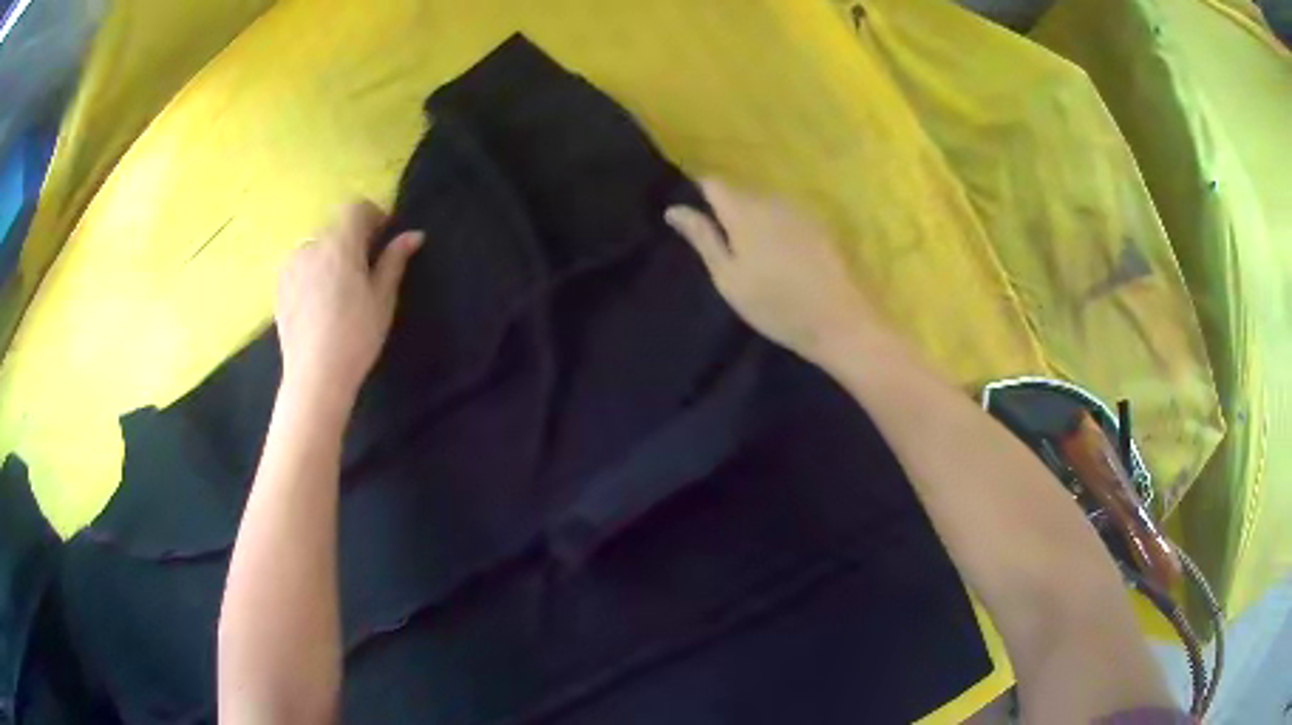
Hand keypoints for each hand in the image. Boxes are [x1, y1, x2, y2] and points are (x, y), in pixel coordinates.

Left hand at [275, 200, 423, 400]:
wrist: (315, 376)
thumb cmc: (356, 337)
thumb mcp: (383, 299)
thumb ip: (394, 260)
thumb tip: (413, 234)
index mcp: (341, 244)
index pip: (356, 208)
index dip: (373, 215)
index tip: (383, 235)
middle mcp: (312, 246)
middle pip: (336, 227)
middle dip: (352, 239)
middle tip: (365, 269)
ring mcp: (291, 265)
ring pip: (316, 247)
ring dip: (330, 256)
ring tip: (339, 290)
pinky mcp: (279, 285)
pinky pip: (300, 265)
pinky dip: (312, 272)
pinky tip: (319, 303)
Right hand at [665, 179, 877, 365]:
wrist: (840, 320)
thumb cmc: (776, 306)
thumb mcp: (728, 278)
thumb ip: (703, 238)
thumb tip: (673, 209)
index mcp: (744, 211)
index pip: (713, 183)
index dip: (700, 192)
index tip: (695, 214)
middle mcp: (772, 199)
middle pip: (741, 190)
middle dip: (728, 206)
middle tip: (722, 239)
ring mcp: (800, 209)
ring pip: (766, 200)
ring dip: (754, 215)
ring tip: (752, 248)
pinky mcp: (821, 222)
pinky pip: (788, 212)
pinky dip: (778, 224)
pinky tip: (782, 252)